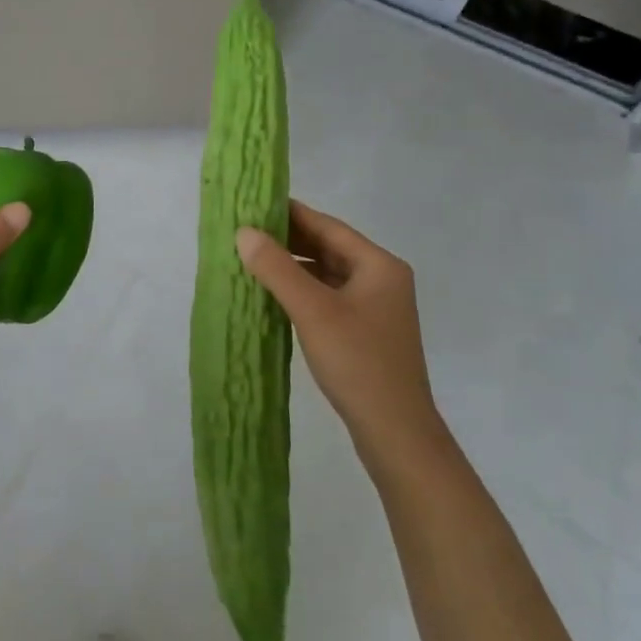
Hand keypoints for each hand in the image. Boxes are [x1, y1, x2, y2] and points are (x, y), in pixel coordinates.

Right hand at [235, 201, 443, 477]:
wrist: (397, 436)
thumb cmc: (358, 363)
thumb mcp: (313, 310)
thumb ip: (277, 268)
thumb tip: (244, 232)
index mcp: (379, 265)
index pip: (328, 226)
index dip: (291, 213)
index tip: (254, 205)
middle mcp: (382, 279)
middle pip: (329, 247)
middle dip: (289, 240)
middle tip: (247, 232)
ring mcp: (376, 308)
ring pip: (328, 273)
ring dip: (294, 266)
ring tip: (254, 260)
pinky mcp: (367, 332)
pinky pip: (330, 297)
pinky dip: (303, 290)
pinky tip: (276, 295)